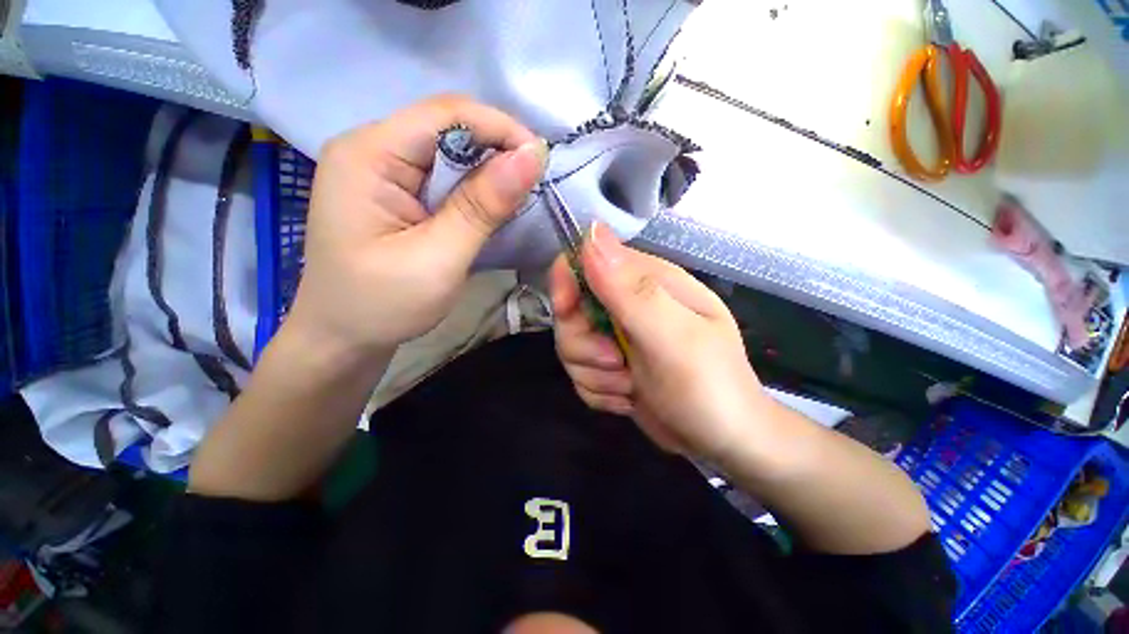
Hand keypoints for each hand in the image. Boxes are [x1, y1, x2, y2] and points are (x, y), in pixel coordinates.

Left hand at [286, 95, 547, 359]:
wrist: (342, 339)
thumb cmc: (382, 306)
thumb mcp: (439, 259)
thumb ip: (483, 207)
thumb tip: (531, 158)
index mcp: (368, 156)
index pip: (445, 114)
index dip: (499, 128)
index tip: (541, 160)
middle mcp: (371, 149)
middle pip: (447, 127)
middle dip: (497, 149)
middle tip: (536, 181)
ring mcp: (381, 171)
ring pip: (448, 151)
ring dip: (489, 170)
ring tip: (521, 193)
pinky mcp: (395, 193)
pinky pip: (443, 175)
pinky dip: (475, 187)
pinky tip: (493, 204)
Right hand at [550, 222, 765, 460]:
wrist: (722, 442)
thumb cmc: (708, 387)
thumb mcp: (674, 337)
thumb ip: (632, 289)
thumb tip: (592, 233)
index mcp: (648, 281)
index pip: (587, 258)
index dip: (568, 281)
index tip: (567, 310)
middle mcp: (628, 303)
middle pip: (571, 309)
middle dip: (583, 343)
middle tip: (615, 362)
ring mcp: (618, 336)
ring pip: (571, 345)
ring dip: (593, 373)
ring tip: (629, 385)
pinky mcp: (611, 365)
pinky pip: (580, 372)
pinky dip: (598, 390)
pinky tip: (626, 398)